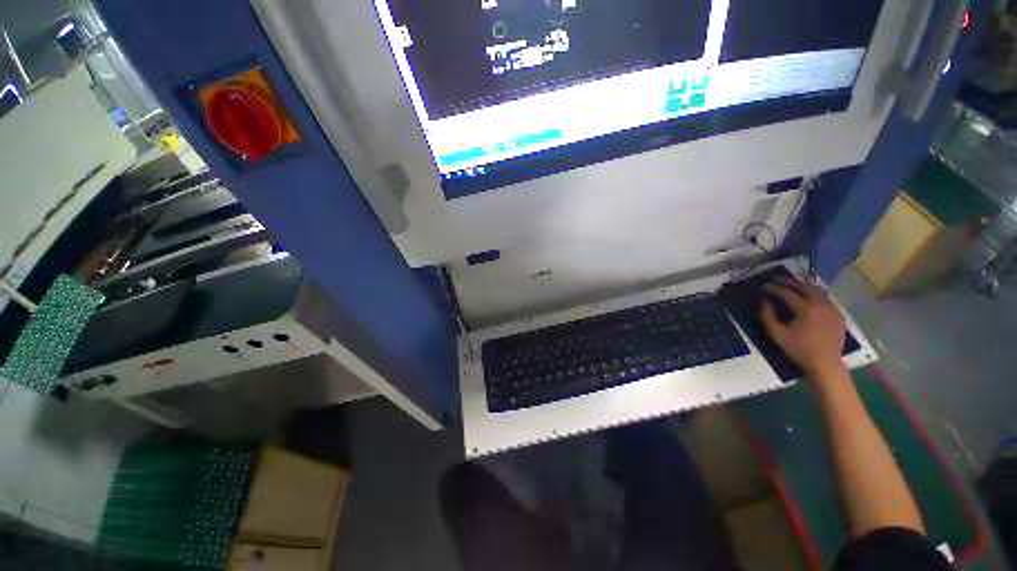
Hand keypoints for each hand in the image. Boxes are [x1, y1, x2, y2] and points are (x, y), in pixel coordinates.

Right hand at [759, 278, 845, 376]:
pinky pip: (825, 298)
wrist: (826, 364)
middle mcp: (821, 305)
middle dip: (790, 282)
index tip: (764, 286)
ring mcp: (832, 309)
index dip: (774, 288)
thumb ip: (768, 316)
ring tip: (792, 285)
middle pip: (805, 287)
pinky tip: (807, 297)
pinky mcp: (837, 314)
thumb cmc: (799, 350)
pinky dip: (814, 294)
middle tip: (777, 280)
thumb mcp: (778, 334)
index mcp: (806, 309)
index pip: (787, 293)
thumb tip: (763, 302)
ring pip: (817, 290)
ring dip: (803, 286)